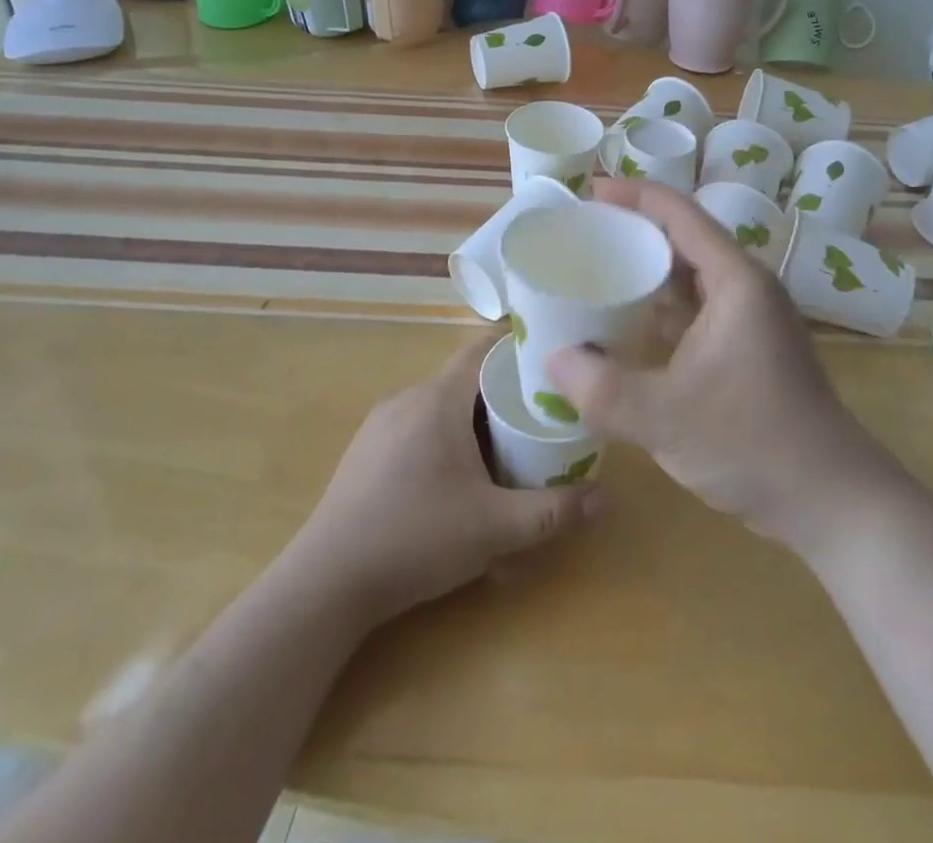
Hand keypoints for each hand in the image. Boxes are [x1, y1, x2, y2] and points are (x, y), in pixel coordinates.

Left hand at [285, 332, 598, 628]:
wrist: (326, 582)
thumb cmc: (416, 539)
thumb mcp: (494, 528)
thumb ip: (552, 511)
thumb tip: (605, 499)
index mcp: (438, 399)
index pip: (481, 349)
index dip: (516, 350)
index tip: (550, 362)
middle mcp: (407, 398)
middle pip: (464, 378)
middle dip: (502, 394)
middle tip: (538, 419)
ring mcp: (381, 424)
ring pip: (440, 404)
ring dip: (472, 419)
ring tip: (504, 450)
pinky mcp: (366, 451)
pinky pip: (417, 426)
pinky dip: (444, 437)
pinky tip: (454, 480)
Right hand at [547, 180, 907, 555]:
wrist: (831, 502)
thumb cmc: (753, 443)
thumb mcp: (665, 417)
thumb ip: (601, 388)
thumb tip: (553, 359)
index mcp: (735, 280)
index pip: (680, 214)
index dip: (634, 195)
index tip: (589, 192)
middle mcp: (746, 289)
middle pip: (684, 239)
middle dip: (634, 231)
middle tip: (582, 235)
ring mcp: (750, 321)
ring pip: (690, 277)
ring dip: (647, 271)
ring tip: (596, 272)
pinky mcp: (747, 350)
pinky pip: (696, 310)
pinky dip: (660, 308)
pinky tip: (627, 325)